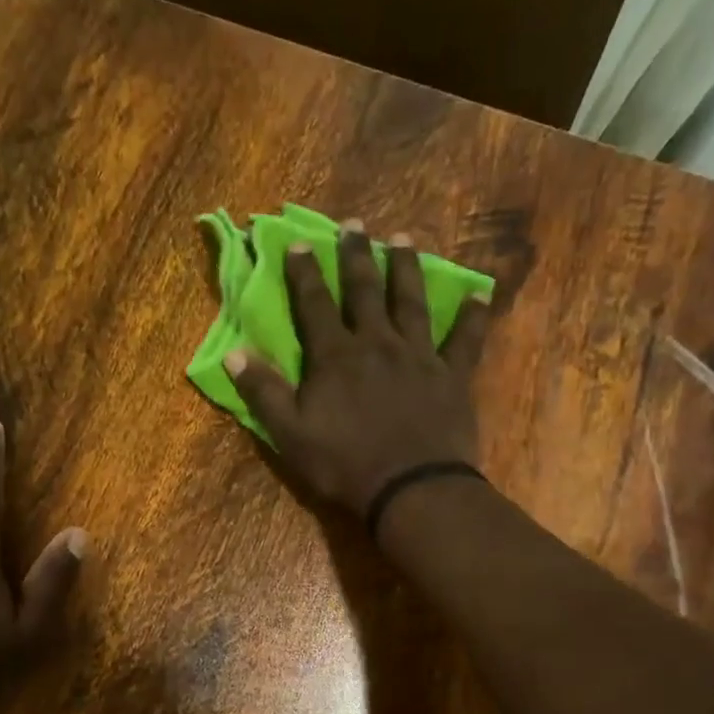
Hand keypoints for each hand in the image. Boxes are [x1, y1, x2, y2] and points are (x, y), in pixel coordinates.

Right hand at [225, 221, 491, 515]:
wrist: (411, 488)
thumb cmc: (344, 463)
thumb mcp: (289, 433)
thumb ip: (262, 392)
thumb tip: (234, 353)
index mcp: (335, 356)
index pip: (315, 305)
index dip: (305, 273)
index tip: (298, 242)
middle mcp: (377, 343)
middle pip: (365, 291)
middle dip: (356, 256)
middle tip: (354, 224)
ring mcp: (419, 356)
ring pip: (411, 302)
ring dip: (406, 269)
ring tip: (403, 239)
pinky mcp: (452, 375)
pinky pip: (465, 339)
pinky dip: (472, 316)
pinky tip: (479, 293)